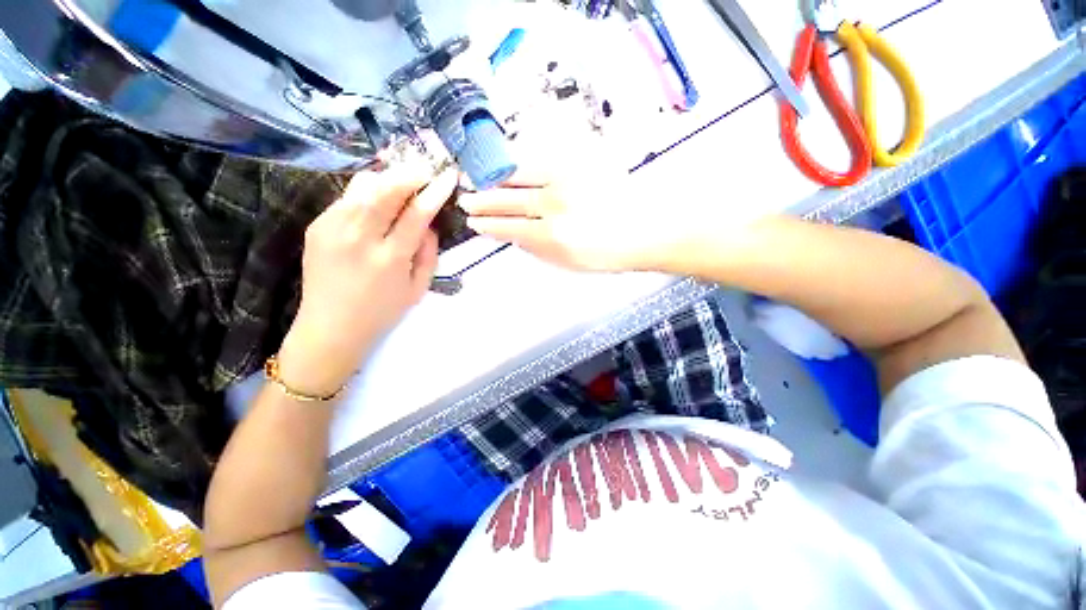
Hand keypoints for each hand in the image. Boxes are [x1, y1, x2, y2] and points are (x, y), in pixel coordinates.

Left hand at [278, 165, 457, 395]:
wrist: (331, 327)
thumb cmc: (382, 311)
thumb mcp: (418, 289)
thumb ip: (429, 254)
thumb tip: (428, 224)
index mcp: (389, 258)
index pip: (416, 214)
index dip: (434, 191)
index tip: (447, 176)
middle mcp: (359, 238)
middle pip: (385, 190)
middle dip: (409, 173)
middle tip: (425, 168)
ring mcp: (332, 228)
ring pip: (363, 186)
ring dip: (388, 178)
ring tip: (403, 180)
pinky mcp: (317, 226)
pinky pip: (347, 197)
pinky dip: (368, 191)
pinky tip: (378, 199)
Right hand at [461, 169, 693, 272]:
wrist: (647, 228)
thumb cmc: (611, 253)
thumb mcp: (571, 263)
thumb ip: (540, 249)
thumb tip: (517, 236)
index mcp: (553, 237)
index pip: (511, 228)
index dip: (490, 225)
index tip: (475, 222)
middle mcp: (555, 206)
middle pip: (510, 201)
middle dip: (485, 202)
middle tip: (468, 200)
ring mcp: (567, 180)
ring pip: (521, 177)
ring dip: (498, 181)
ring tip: (483, 182)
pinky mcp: (580, 163)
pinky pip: (542, 161)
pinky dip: (522, 166)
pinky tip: (511, 168)